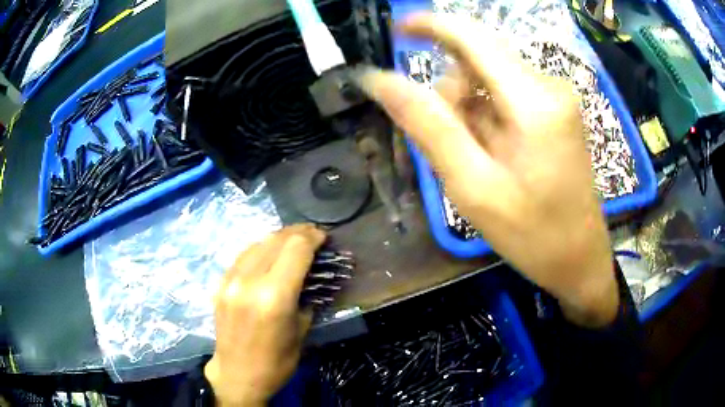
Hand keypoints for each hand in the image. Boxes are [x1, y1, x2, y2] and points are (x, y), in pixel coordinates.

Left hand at [205, 224, 325, 405]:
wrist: (238, 375)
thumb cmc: (277, 361)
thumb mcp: (302, 329)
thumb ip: (307, 295)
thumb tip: (312, 273)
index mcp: (274, 296)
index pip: (296, 249)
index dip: (313, 238)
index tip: (325, 238)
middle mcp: (249, 281)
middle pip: (276, 240)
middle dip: (298, 233)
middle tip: (313, 235)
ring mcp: (230, 280)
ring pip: (258, 243)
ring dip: (279, 238)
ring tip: (294, 240)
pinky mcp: (220, 283)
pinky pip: (243, 255)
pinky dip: (261, 248)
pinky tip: (270, 253)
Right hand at [356, 14, 617, 326]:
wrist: (580, 259)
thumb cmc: (533, 235)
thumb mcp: (473, 186)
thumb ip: (428, 125)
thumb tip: (379, 80)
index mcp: (533, 101)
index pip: (472, 37)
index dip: (429, 25)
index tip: (395, 29)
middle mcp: (547, 86)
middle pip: (478, 60)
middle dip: (451, 93)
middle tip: (450, 148)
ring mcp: (555, 97)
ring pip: (489, 78)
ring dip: (467, 110)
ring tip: (475, 160)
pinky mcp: (555, 111)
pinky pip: (505, 94)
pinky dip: (485, 116)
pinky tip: (491, 153)